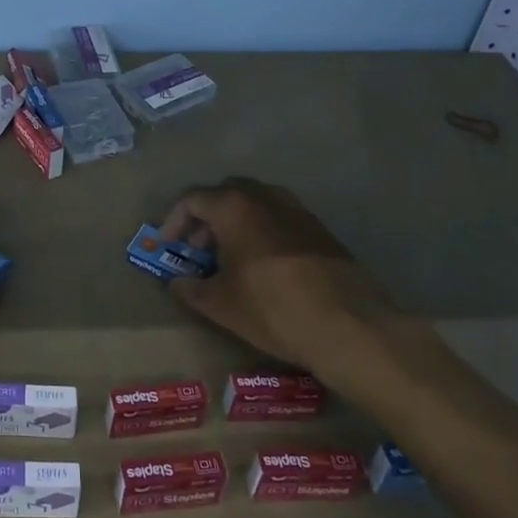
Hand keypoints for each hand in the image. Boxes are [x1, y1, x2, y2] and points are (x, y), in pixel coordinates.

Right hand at [158, 177, 399, 376]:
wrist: (348, 324)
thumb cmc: (271, 307)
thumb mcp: (219, 304)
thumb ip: (189, 288)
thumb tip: (175, 282)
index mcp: (233, 205)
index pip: (191, 199)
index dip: (173, 221)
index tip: (168, 246)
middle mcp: (263, 196)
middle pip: (224, 194)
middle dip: (205, 219)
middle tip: (198, 250)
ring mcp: (296, 209)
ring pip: (254, 204)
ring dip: (235, 224)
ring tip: (230, 259)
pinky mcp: (320, 228)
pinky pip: (278, 219)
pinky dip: (262, 232)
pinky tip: (264, 267)